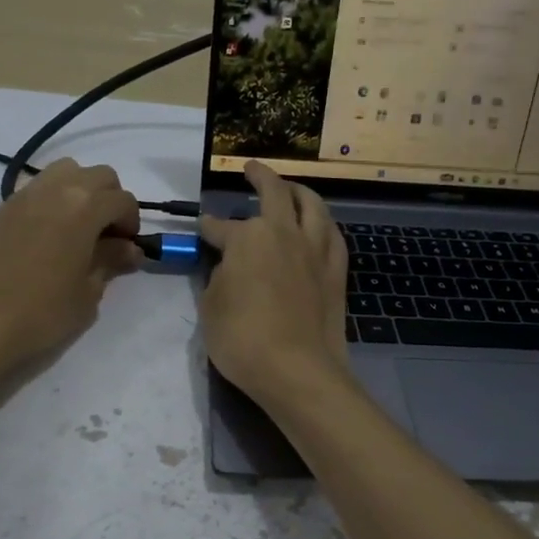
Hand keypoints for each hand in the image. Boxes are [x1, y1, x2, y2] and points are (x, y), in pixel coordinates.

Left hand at [0, 159, 141, 372]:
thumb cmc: (45, 312)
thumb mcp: (89, 291)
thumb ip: (111, 260)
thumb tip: (129, 248)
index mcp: (84, 207)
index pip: (123, 200)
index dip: (131, 223)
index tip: (126, 249)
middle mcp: (56, 189)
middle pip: (98, 176)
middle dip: (110, 200)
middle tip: (107, 235)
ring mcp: (25, 195)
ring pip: (66, 171)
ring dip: (81, 191)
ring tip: (78, 227)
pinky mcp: (3, 208)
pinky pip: (38, 188)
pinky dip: (53, 199)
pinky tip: (49, 233)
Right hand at [199, 160, 348, 402]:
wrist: (296, 370)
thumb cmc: (242, 339)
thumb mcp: (210, 308)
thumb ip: (217, 278)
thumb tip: (228, 267)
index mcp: (248, 238)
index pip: (220, 227)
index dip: (208, 227)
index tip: (202, 227)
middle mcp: (284, 232)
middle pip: (274, 192)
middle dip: (259, 176)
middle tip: (251, 169)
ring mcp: (315, 250)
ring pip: (312, 205)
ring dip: (298, 191)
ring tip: (291, 188)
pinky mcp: (336, 271)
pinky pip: (332, 234)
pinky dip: (323, 223)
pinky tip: (319, 226)